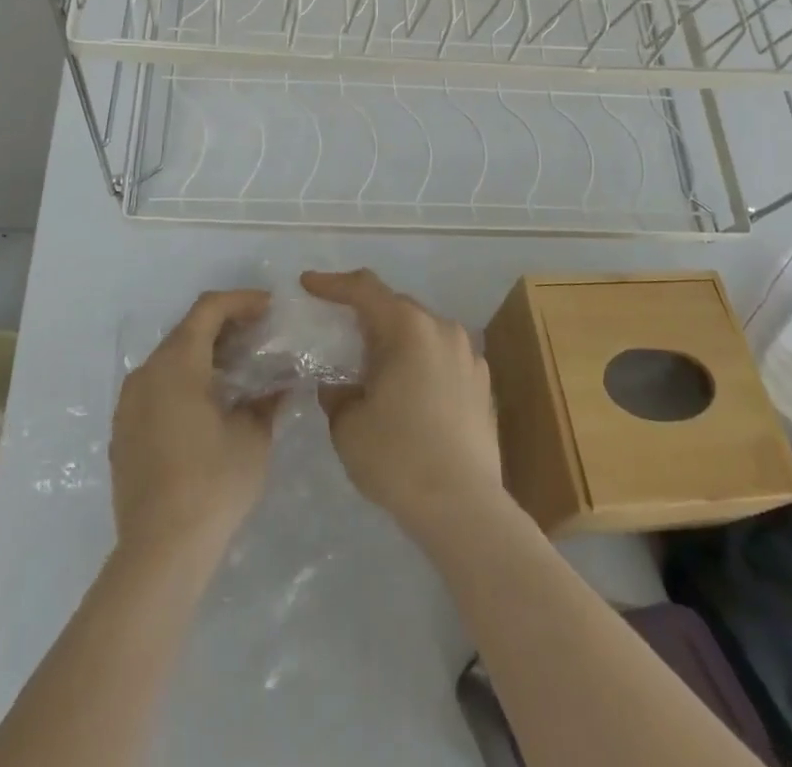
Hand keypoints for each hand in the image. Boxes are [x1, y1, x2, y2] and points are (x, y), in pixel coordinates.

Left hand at [110, 289, 276, 559]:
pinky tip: (210, 404)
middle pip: (187, 331)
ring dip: (205, 354)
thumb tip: (280, 385)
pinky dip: (185, 381)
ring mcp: (129, 404)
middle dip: (225, 326)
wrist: (160, 551)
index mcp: (177, 364)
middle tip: (260, 335)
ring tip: (239, 370)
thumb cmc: (213, 483)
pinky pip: (157, 388)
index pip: (208, 309)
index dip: (241, 300)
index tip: (270, 307)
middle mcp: (146, 373)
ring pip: (170, 359)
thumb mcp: (253, 437)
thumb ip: (267, 400)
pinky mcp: (124, 432)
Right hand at [301, 269, 504, 542]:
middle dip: (365, 314)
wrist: (464, 509)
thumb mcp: (347, 425)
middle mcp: (442, 329)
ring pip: (422, 332)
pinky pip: (442, 357)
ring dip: (395, 340)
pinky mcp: (483, 383)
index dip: (332, 283)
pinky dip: (420, 362)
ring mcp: (469, 355)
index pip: (364, 289)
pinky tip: (408, 392)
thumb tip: (341, 383)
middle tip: (339, 332)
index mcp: (407, 328)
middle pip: (396, 307)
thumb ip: (337, 392)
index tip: (308, 284)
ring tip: (374, 366)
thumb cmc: (398, 459)